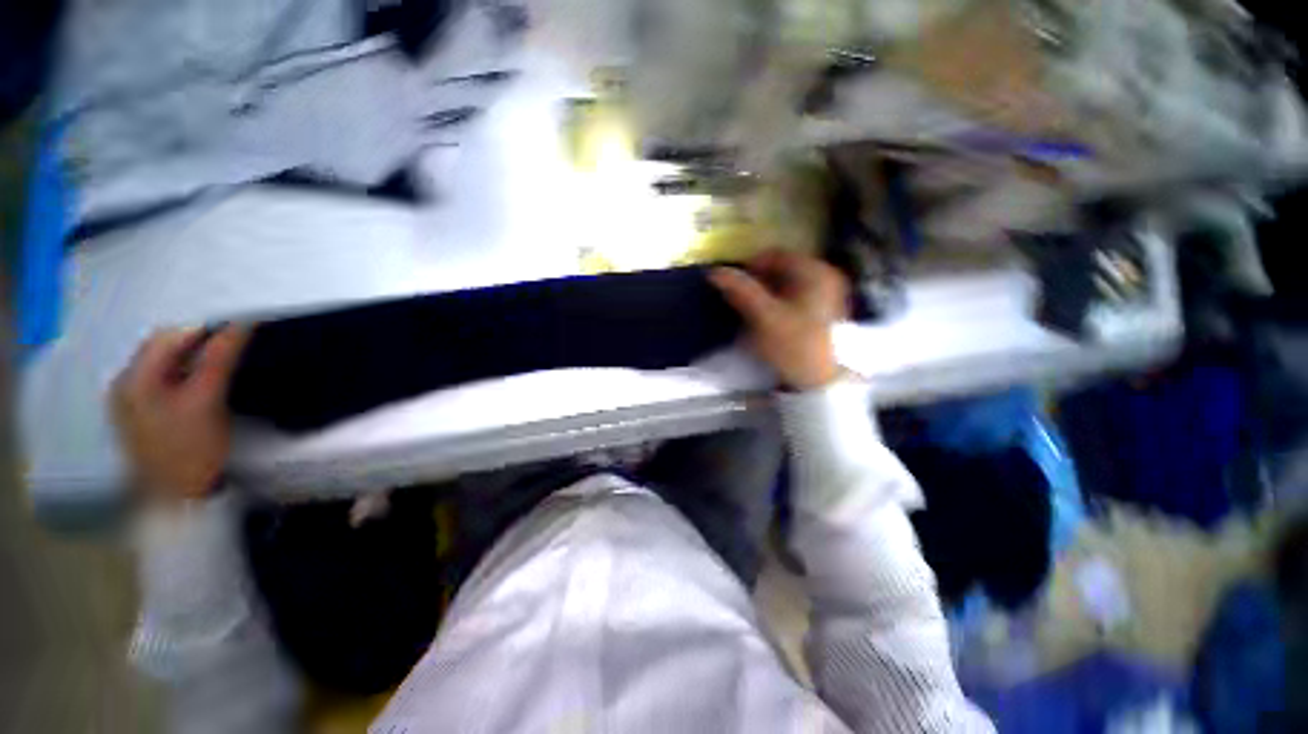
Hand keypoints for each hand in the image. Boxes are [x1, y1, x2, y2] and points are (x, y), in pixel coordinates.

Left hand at [112, 326, 249, 501]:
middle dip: (199, 344)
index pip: (170, 335)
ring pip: (165, 364)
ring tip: (223, 369)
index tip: (241, 333)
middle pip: (164, 348)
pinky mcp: (142, 414)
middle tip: (236, 352)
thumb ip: (220, 358)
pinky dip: (186, 376)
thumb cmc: (192, 448)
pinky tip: (203, 388)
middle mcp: (125, 383)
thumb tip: (241, 324)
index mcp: (133, 378)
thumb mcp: (207, 400)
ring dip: (195, 360)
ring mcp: (130, 400)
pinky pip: (164, 381)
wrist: (180, 498)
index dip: (206, 330)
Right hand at [710, 251, 848, 390]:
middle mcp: (826, 276)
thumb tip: (715, 271)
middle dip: (757, 281)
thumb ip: (741, 291)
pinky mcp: (824, 311)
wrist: (823, 383)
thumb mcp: (764, 317)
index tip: (732, 285)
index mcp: (816, 271)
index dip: (749, 266)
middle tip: (739, 300)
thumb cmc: (795, 346)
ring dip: (765, 293)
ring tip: (751, 311)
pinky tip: (769, 319)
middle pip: (782, 268)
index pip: (775, 254)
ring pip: (787, 284)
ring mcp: (828, 294)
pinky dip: (778, 303)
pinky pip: (794, 297)